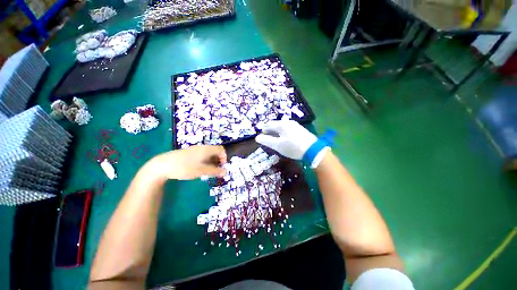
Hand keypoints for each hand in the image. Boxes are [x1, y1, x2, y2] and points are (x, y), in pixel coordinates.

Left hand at [148, 145, 226, 179]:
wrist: (162, 165)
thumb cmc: (184, 167)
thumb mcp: (201, 171)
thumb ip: (215, 171)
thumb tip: (226, 172)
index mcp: (206, 149)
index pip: (221, 149)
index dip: (224, 157)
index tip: (222, 167)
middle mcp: (202, 147)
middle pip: (215, 151)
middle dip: (218, 160)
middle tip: (215, 170)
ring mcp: (194, 149)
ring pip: (208, 153)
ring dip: (211, 161)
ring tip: (207, 170)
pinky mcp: (188, 152)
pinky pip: (201, 155)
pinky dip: (204, 161)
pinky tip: (198, 168)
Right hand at [255, 120, 316, 159]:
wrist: (312, 150)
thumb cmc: (292, 147)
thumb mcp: (277, 145)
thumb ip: (266, 140)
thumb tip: (257, 137)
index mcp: (281, 125)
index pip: (269, 125)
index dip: (264, 130)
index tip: (262, 135)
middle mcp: (288, 122)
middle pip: (276, 124)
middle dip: (270, 130)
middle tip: (267, 136)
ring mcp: (295, 125)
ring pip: (282, 126)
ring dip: (277, 131)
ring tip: (275, 138)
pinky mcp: (300, 129)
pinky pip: (288, 129)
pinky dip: (283, 132)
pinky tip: (284, 138)